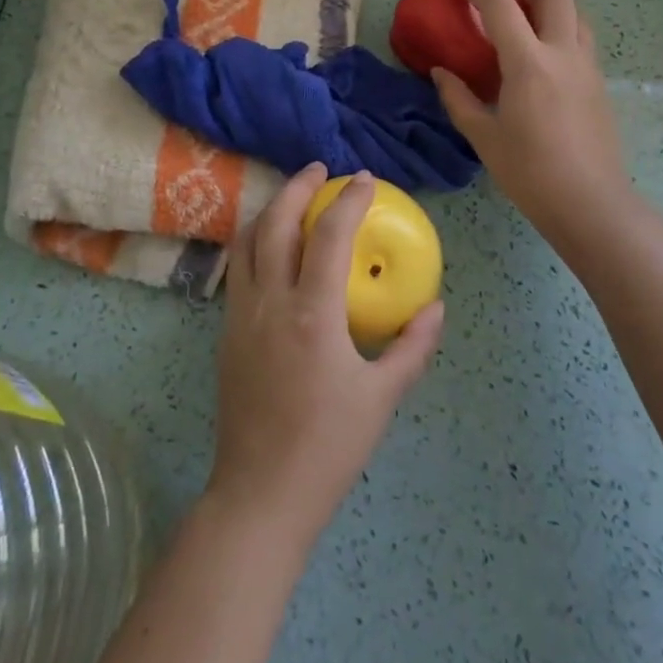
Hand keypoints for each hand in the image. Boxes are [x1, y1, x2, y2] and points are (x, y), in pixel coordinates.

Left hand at [208, 165, 445, 551]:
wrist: (261, 493)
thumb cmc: (328, 447)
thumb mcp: (382, 398)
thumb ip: (412, 347)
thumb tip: (436, 307)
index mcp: (312, 314)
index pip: (328, 236)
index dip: (348, 201)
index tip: (365, 179)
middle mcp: (270, 302)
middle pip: (277, 223)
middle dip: (298, 186)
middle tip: (320, 169)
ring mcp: (241, 314)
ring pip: (248, 240)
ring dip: (271, 208)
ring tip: (294, 196)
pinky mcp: (227, 331)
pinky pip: (239, 268)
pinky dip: (255, 240)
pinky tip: (272, 246)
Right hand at [431, 0, 631, 232]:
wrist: (590, 203)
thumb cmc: (529, 172)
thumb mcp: (483, 136)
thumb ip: (458, 98)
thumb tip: (441, 72)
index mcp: (529, 64)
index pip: (499, 6)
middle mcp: (563, 53)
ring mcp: (587, 65)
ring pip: (574, 9)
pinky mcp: (599, 81)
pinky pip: (580, 33)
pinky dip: (560, 19)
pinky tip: (543, 39)